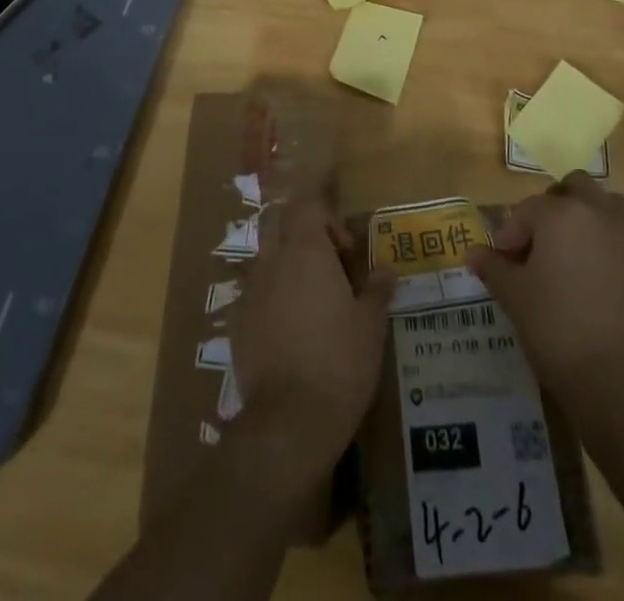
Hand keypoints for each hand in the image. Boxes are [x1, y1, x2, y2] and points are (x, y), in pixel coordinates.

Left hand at [230, 195, 394, 485]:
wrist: (289, 420)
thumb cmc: (340, 362)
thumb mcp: (371, 326)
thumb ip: (377, 290)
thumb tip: (386, 269)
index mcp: (307, 250)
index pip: (308, 203)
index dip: (326, 211)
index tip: (346, 244)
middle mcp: (273, 260)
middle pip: (279, 221)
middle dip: (302, 229)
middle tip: (329, 261)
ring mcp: (251, 290)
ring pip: (265, 256)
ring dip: (286, 263)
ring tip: (312, 297)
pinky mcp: (237, 321)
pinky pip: (254, 291)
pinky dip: (272, 295)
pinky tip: (290, 327)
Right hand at [467, 173, 623, 400]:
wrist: (616, 376)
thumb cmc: (555, 326)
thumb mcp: (513, 295)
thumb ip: (493, 266)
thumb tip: (473, 253)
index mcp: (561, 213)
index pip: (527, 209)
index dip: (511, 232)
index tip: (504, 259)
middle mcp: (599, 212)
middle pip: (576, 187)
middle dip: (557, 205)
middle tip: (542, 239)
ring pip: (610, 205)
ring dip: (591, 217)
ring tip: (576, 251)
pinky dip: (616, 244)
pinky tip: (604, 276)